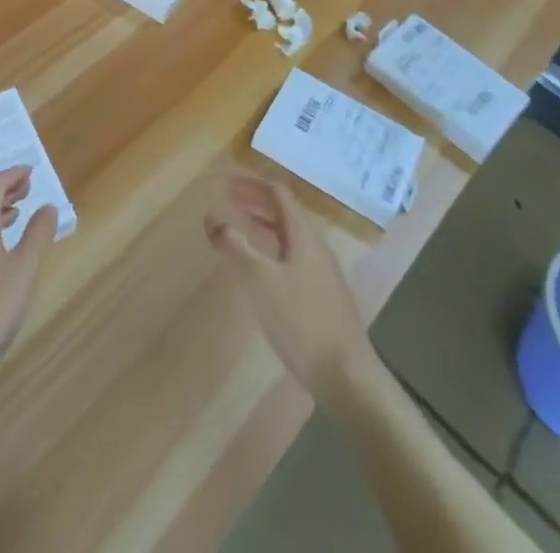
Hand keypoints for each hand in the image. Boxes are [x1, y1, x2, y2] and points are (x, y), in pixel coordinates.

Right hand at [206, 175, 373, 397]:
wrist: (348, 376)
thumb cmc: (301, 321)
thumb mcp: (260, 281)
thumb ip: (235, 247)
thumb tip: (211, 217)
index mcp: (303, 235)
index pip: (279, 194)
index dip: (252, 185)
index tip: (227, 184)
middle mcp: (316, 247)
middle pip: (286, 213)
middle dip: (257, 202)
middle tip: (230, 200)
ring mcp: (324, 273)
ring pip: (291, 236)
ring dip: (266, 225)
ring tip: (243, 227)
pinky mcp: (325, 297)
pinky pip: (295, 257)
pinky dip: (275, 248)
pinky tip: (265, 270)